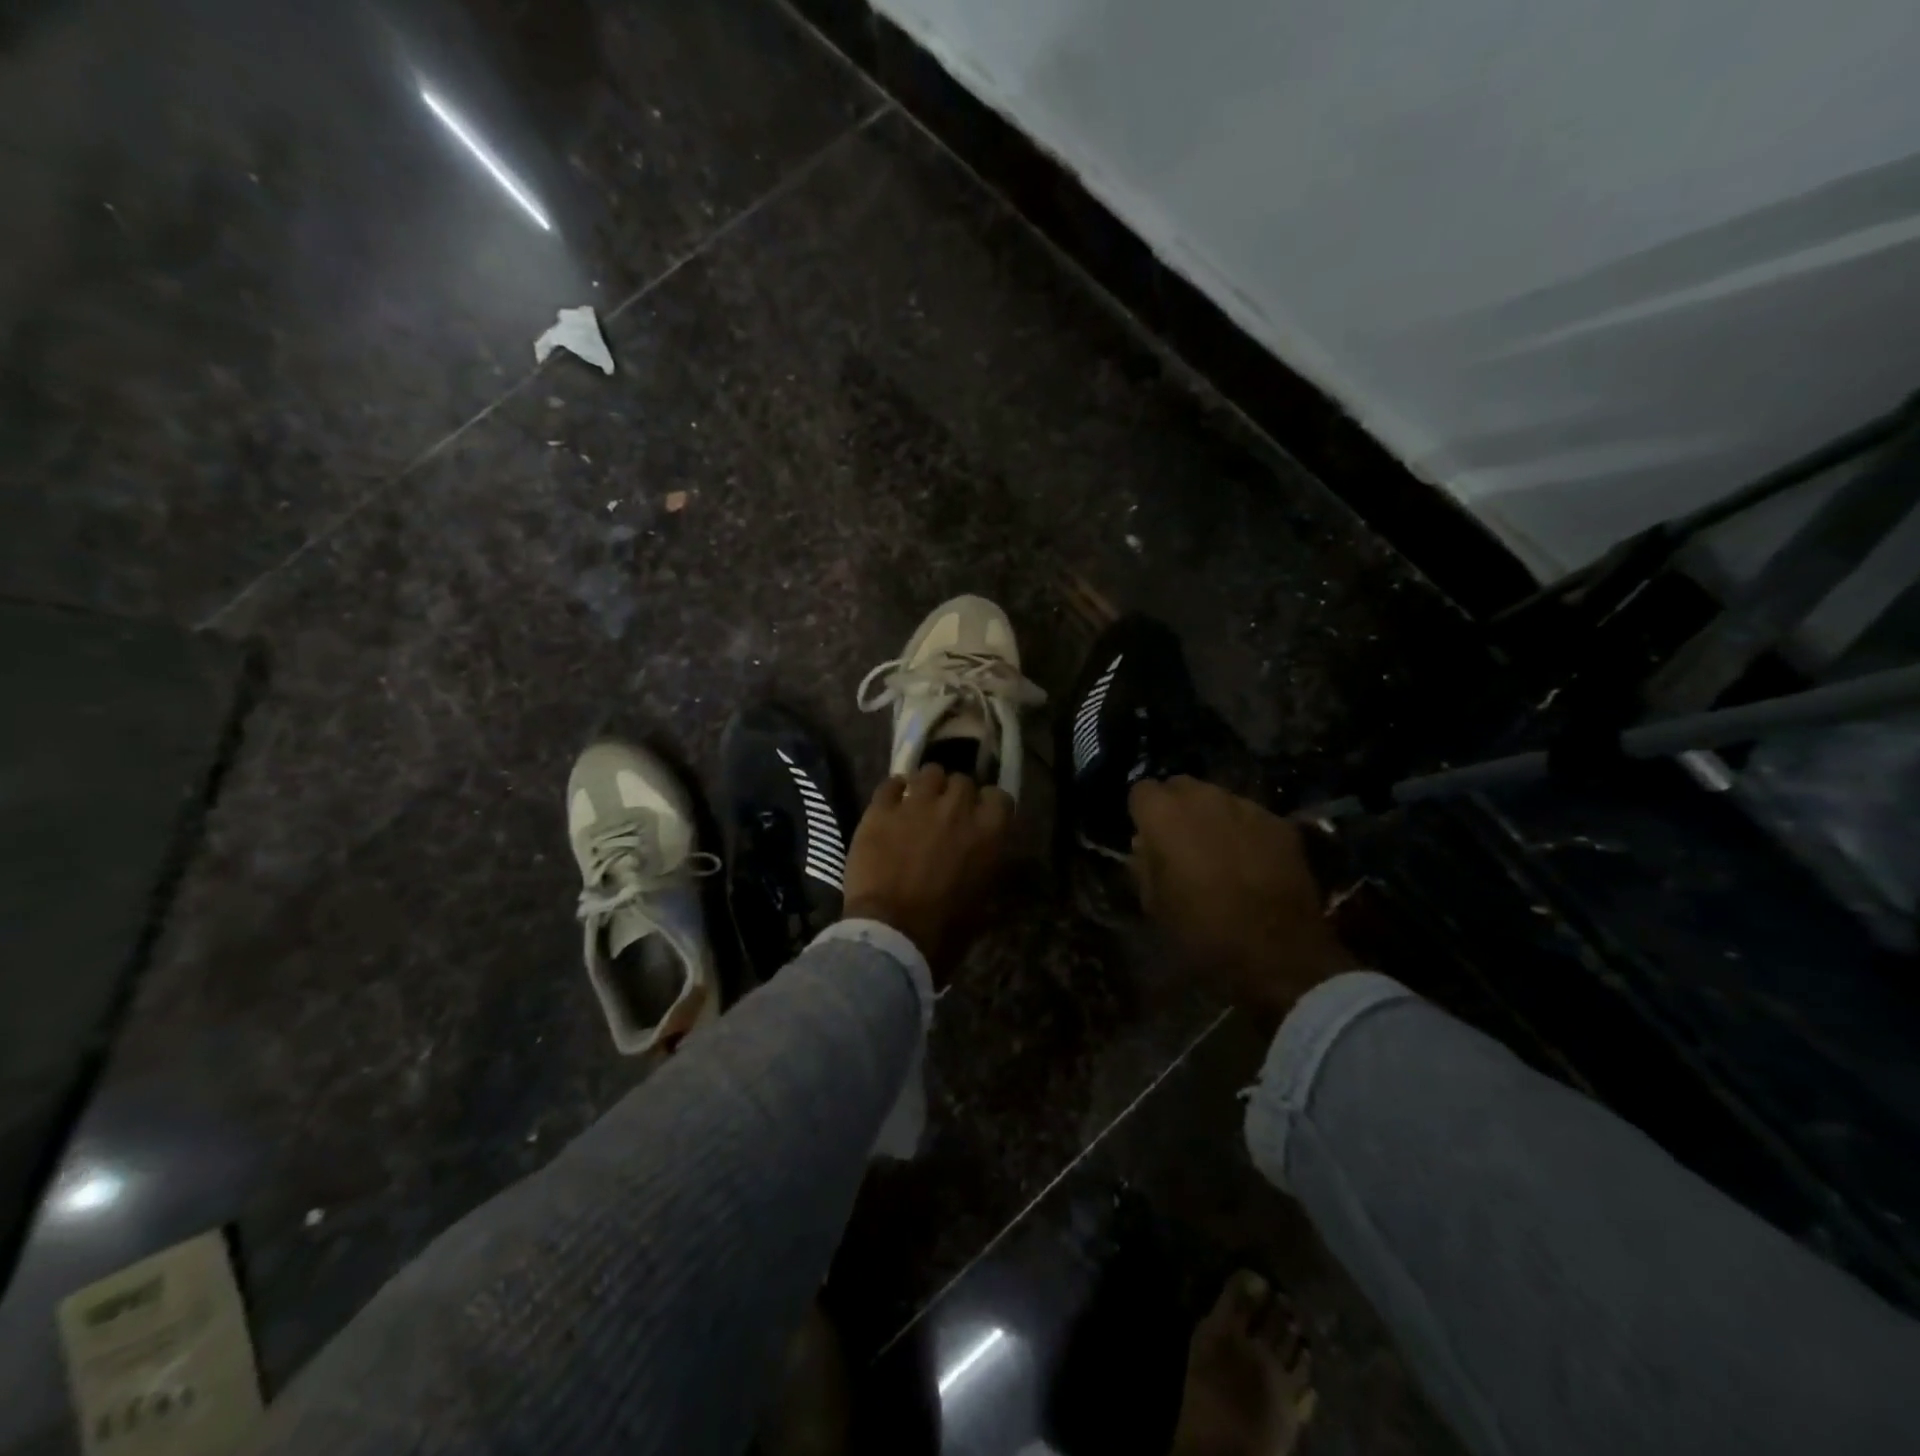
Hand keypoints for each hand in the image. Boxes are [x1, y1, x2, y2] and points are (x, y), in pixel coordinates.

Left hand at [842, 764, 1013, 982]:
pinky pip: (890, 783)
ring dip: (927, 786)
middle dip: (956, 795)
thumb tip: (984, 858)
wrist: (891, 934)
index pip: (999, 796)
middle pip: (962, 781)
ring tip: (918, 803)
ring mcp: (916, 804)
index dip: (989, 806)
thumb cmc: (944, 929)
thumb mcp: (984, 901)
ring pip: (929, 773)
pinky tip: (891, 804)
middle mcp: (956, 808)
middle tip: (946, 815)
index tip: (981, 817)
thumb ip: (987, 866)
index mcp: (988, 832)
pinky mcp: (880, 810)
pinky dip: (893, 791)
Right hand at [1130, 777, 1358, 1030]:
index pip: (1141, 790)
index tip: (1147, 837)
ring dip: (1212, 816)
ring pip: (1218, 797)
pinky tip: (1251, 862)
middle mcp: (1204, 797)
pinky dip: (1245, 830)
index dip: (1142, 813)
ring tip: (1218, 852)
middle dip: (1176, 808)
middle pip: (1180, 786)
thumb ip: (1144, 865)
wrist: (1277, 953)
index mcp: (1164, 815)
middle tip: (1179, 843)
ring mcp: (1246, 806)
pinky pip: (1251, 816)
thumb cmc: (1202, 932)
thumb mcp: (1154, 905)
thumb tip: (1145, 845)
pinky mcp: (1280, 823)